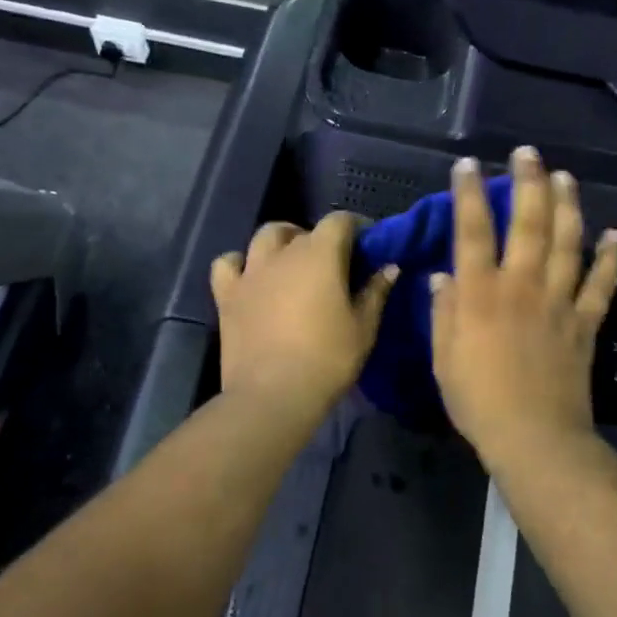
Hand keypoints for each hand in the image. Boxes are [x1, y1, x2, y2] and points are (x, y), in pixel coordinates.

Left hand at [211, 213, 397, 419]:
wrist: (273, 394)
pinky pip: (227, 264)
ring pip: (264, 237)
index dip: (356, 227)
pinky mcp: (227, 295)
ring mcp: (250, 272)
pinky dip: (239, 264)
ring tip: (291, 262)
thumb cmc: (327, 359)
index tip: (367, 245)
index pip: (340, 221)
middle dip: (320, 239)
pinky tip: (250, 277)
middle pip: (303, 230)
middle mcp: (283, 253)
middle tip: (332, 264)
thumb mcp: (364, 328)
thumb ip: (376, 292)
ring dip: (281, 242)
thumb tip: (389, 267)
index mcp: (320, 254)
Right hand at [430, 148, 616, 471]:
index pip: (472, 231)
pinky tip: (614, 234)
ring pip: (568, 243)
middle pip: (528, 224)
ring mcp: (559, 302)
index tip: (468, 165)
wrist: (534, 436)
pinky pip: (601, 284)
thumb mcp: (444, 357)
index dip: (469, 194)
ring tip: (565, 176)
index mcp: (481, 294)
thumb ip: (443, 311)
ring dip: (568, 206)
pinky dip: (610, 258)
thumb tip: (441, 275)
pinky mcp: (585, 322)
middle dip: (527, 183)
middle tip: (527, 153)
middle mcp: (522, 286)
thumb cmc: (478, 400)